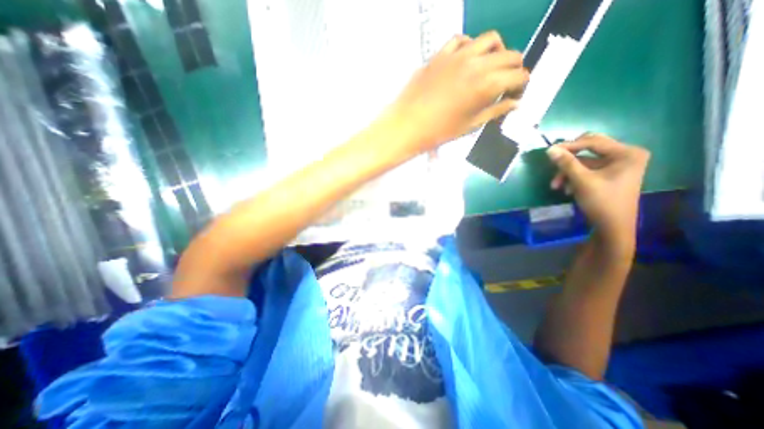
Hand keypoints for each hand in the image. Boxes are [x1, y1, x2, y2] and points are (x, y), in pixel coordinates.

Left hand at [386, 30, 528, 154]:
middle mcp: (477, 63)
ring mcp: (457, 55)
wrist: (407, 126)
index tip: (515, 93)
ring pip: (490, 40)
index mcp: (486, 85)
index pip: (518, 75)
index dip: (521, 85)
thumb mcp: (470, 125)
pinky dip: (470, 46)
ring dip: (496, 52)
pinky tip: (466, 59)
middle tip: (506, 83)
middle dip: (514, 69)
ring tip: (490, 67)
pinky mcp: (440, 54)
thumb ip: (495, 111)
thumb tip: (516, 104)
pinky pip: (461, 39)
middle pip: (510, 55)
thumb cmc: (439, 132)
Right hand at [546, 134, 646, 243]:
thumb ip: (567, 163)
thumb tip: (550, 149)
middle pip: (589, 149)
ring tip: (556, 186)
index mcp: (626, 153)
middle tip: (553, 164)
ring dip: (568, 172)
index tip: (549, 151)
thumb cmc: (601, 202)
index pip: (593, 142)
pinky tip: (566, 189)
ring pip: (584, 161)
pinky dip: (574, 177)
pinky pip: (587, 170)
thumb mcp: (582, 181)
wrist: (612, 227)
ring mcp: (617, 165)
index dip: (569, 146)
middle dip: (569, 160)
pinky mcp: (609, 175)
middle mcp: (625, 155)